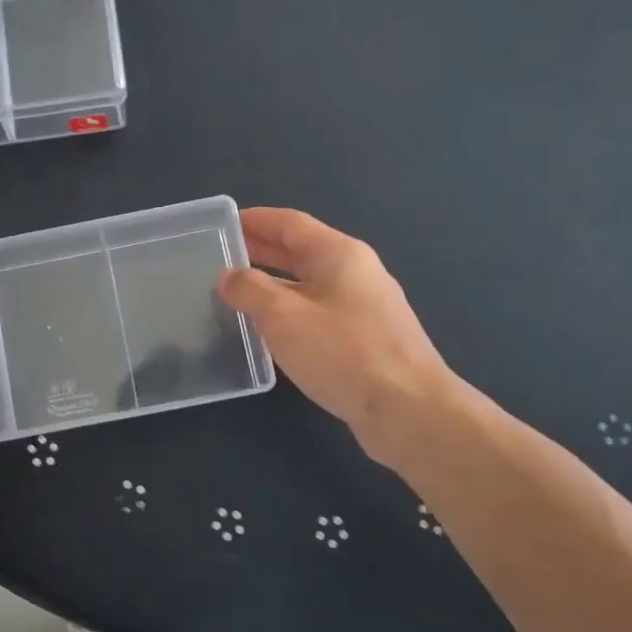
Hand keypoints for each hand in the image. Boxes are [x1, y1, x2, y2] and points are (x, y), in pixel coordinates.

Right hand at [219, 207, 453, 467]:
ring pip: (310, 284)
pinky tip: (271, 331)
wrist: (409, 410)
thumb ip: (250, 290)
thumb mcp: (283, 316)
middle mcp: (355, 272)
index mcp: (339, 254)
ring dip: (274, 284)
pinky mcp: (366, 340)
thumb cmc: (343, 353)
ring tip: (238, 293)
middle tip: (223, 255)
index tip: (223, 224)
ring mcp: (364, 307)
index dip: (255, 220)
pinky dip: (291, 311)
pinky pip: (319, 312)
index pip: (290, 223)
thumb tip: (228, 276)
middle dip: (262, 250)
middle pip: (301, 251)